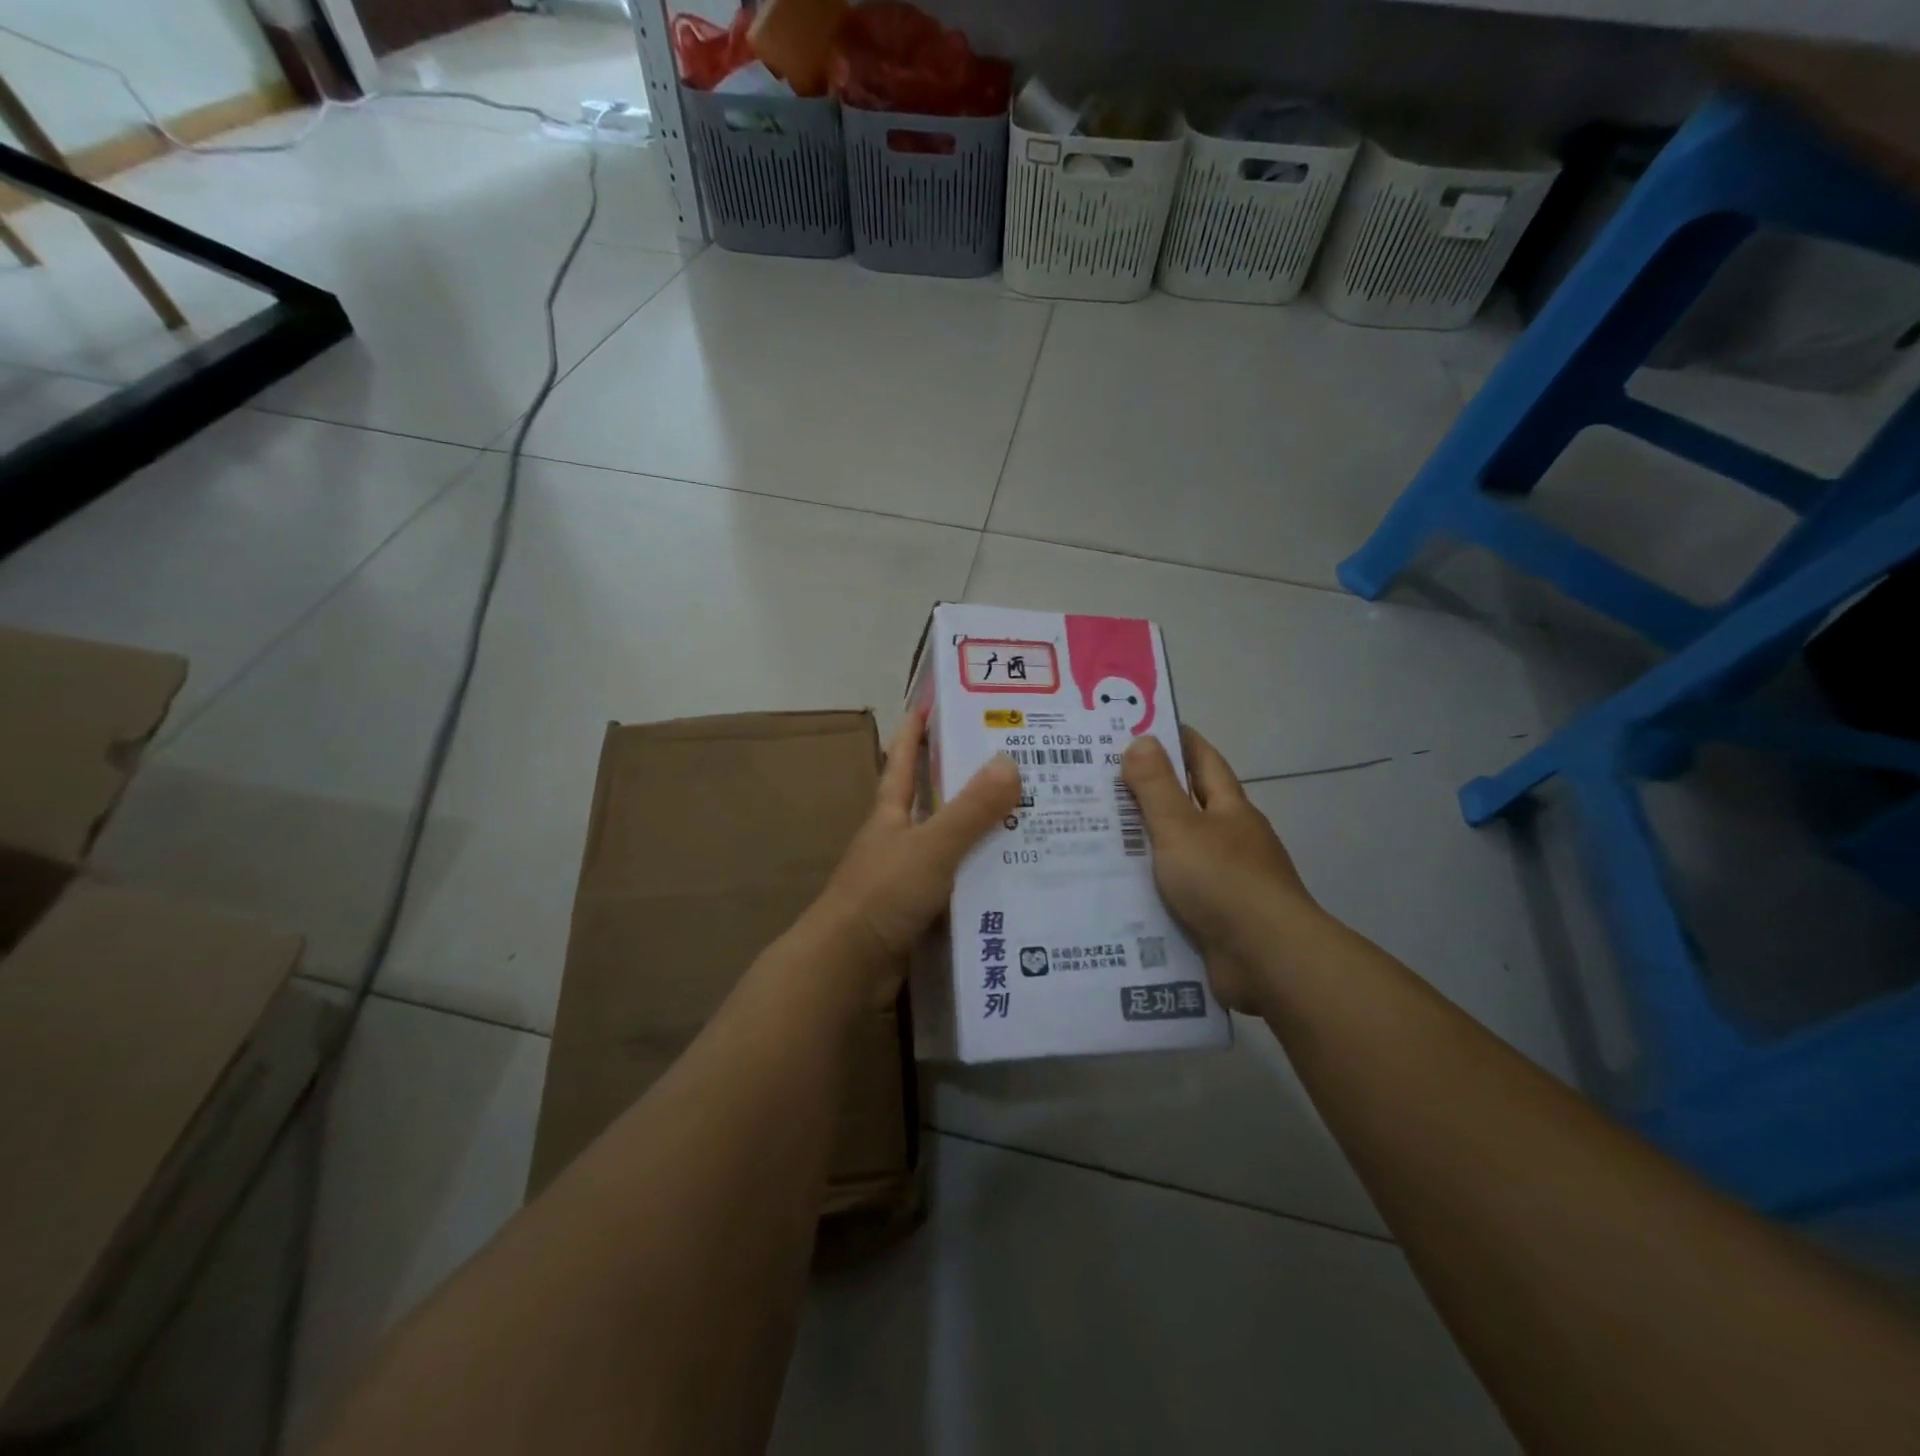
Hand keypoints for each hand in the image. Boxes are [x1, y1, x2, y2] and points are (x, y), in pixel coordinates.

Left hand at [809, 711, 1021, 998]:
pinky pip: (956, 885)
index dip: (914, 732)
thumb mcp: (932, 846)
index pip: (903, 762)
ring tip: (1028, 819)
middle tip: (1012, 763)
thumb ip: (970, 809)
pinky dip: (980, 878)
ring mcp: (904, 878)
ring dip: (979, 834)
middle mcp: (896, 840)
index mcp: (891, 815)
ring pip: (948, 846)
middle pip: (931, 802)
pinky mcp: (916, 913)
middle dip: (962, 782)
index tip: (931, 703)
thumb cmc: (883, 894)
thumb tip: (1009, 761)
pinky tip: (1013, 878)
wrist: (848, 966)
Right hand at [1121, 728, 1324, 1015]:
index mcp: (1229, 810)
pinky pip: (1175, 892)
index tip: (1143, 727)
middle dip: (1150, 793)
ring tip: (1095, 835)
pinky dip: (1149, 886)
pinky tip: (1116, 887)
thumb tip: (1142, 739)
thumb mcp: (1180, 828)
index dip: (1178, 741)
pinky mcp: (1215, 917)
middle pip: (1188, 806)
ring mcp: (1226, 880)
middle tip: (1099, 783)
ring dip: (1144, 844)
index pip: (1203, 761)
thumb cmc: (1224, 881)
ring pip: (1178, 852)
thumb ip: (1157, 787)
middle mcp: (1231, 840)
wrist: (1267, 959)